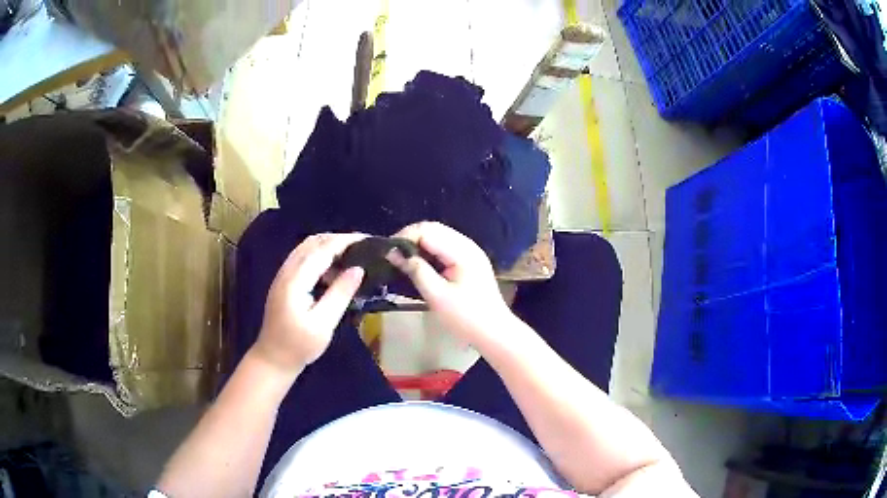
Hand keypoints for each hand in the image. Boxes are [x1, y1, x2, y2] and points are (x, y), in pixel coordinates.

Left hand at [254, 233, 366, 376]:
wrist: (273, 358)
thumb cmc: (299, 346)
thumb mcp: (323, 324)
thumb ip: (340, 294)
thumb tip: (358, 269)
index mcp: (295, 280)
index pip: (322, 250)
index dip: (345, 241)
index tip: (368, 240)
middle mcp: (287, 271)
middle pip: (313, 242)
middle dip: (338, 239)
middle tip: (363, 246)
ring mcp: (283, 275)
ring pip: (306, 247)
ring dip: (329, 245)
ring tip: (352, 254)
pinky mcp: (284, 281)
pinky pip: (303, 257)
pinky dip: (320, 254)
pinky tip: (334, 268)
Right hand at [388, 222, 513, 348]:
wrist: (494, 332)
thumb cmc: (466, 317)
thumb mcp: (437, 296)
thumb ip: (416, 271)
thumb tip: (393, 253)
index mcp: (462, 251)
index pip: (427, 231)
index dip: (405, 237)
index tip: (388, 253)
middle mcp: (467, 245)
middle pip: (433, 229)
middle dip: (410, 238)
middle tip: (392, 255)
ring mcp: (470, 252)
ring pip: (438, 236)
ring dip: (419, 244)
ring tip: (401, 259)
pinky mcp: (469, 261)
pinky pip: (445, 247)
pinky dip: (429, 251)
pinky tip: (418, 264)